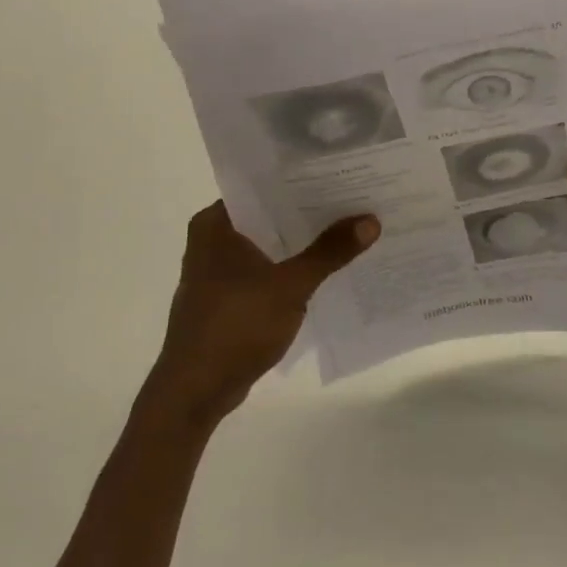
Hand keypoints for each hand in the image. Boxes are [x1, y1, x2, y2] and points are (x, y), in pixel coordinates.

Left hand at [147, 202, 378, 427]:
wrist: (195, 391)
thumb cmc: (235, 327)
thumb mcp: (290, 286)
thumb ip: (329, 252)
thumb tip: (370, 220)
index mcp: (216, 224)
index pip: (265, 187)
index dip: (304, 181)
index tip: (343, 174)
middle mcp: (213, 239)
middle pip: (271, 216)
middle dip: (311, 213)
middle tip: (357, 200)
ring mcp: (219, 271)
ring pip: (271, 245)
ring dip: (304, 243)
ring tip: (350, 229)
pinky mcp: (229, 297)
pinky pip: (268, 270)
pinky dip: (293, 269)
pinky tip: (328, 269)